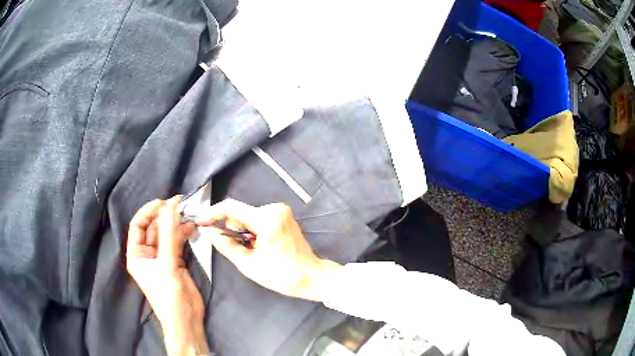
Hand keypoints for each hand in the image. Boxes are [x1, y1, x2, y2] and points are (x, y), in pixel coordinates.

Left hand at [126, 196, 209, 355]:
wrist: (186, 321)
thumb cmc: (169, 297)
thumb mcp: (167, 266)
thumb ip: (169, 236)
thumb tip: (170, 207)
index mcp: (136, 254)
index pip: (138, 225)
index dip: (149, 211)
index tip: (164, 202)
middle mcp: (147, 253)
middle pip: (153, 228)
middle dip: (165, 216)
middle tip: (181, 203)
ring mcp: (162, 257)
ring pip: (167, 234)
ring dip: (176, 224)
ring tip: (189, 213)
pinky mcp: (175, 261)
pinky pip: (177, 242)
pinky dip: (184, 234)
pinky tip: (192, 227)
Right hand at [196, 199, 341, 301]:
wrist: (311, 276)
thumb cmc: (281, 275)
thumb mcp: (248, 264)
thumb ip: (225, 245)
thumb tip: (208, 231)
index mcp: (266, 219)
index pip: (231, 207)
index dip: (213, 213)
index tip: (201, 222)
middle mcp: (274, 209)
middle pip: (240, 212)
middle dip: (232, 228)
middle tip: (238, 249)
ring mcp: (281, 210)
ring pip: (248, 215)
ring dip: (243, 231)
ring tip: (253, 250)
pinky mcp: (284, 215)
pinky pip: (258, 217)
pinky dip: (253, 229)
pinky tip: (260, 244)